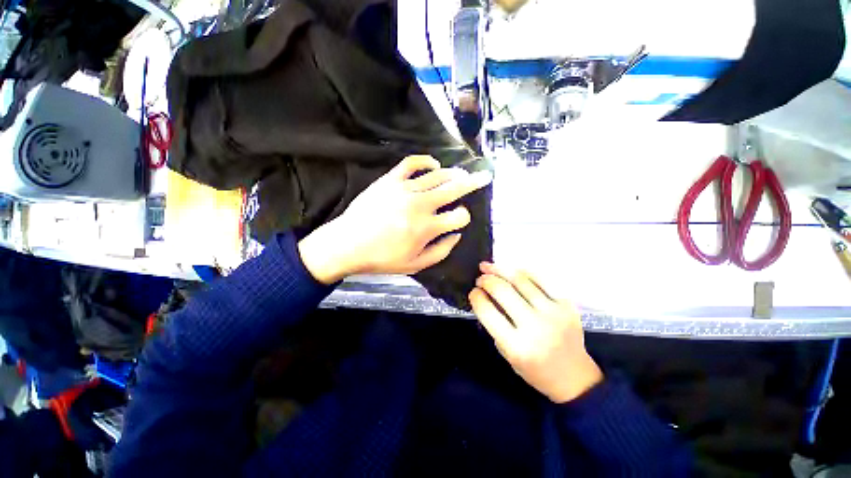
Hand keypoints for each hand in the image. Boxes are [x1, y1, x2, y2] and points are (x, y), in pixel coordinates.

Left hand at [298, 155, 491, 283]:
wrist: (348, 244)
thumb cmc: (382, 258)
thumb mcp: (415, 265)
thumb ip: (441, 251)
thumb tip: (456, 235)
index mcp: (427, 227)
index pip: (459, 216)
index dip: (464, 216)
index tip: (460, 218)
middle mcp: (420, 205)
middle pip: (454, 189)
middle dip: (473, 183)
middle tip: (485, 176)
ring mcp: (404, 189)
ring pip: (437, 175)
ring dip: (453, 173)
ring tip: (462, 173)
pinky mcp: (390, 180)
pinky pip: (411, 163)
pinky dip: (425, 161)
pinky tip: (434, 164)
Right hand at [469, 263, 602, 402]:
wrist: (574, 377)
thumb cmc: (534, 369)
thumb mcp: (506, 354)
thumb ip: (495, 325)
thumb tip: (484, 295)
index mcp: (517, 346)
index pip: (487, 311)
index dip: (476, 296)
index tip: (473, 292)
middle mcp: (535, 327)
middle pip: (502, 290)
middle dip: (485, 280)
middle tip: (479, 279)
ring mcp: (554, 313)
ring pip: (520, 279)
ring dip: (499, 269)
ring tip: (488, 267)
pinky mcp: (567, 304)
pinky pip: (540, 278)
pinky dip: (521, 271)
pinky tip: (511, 270)